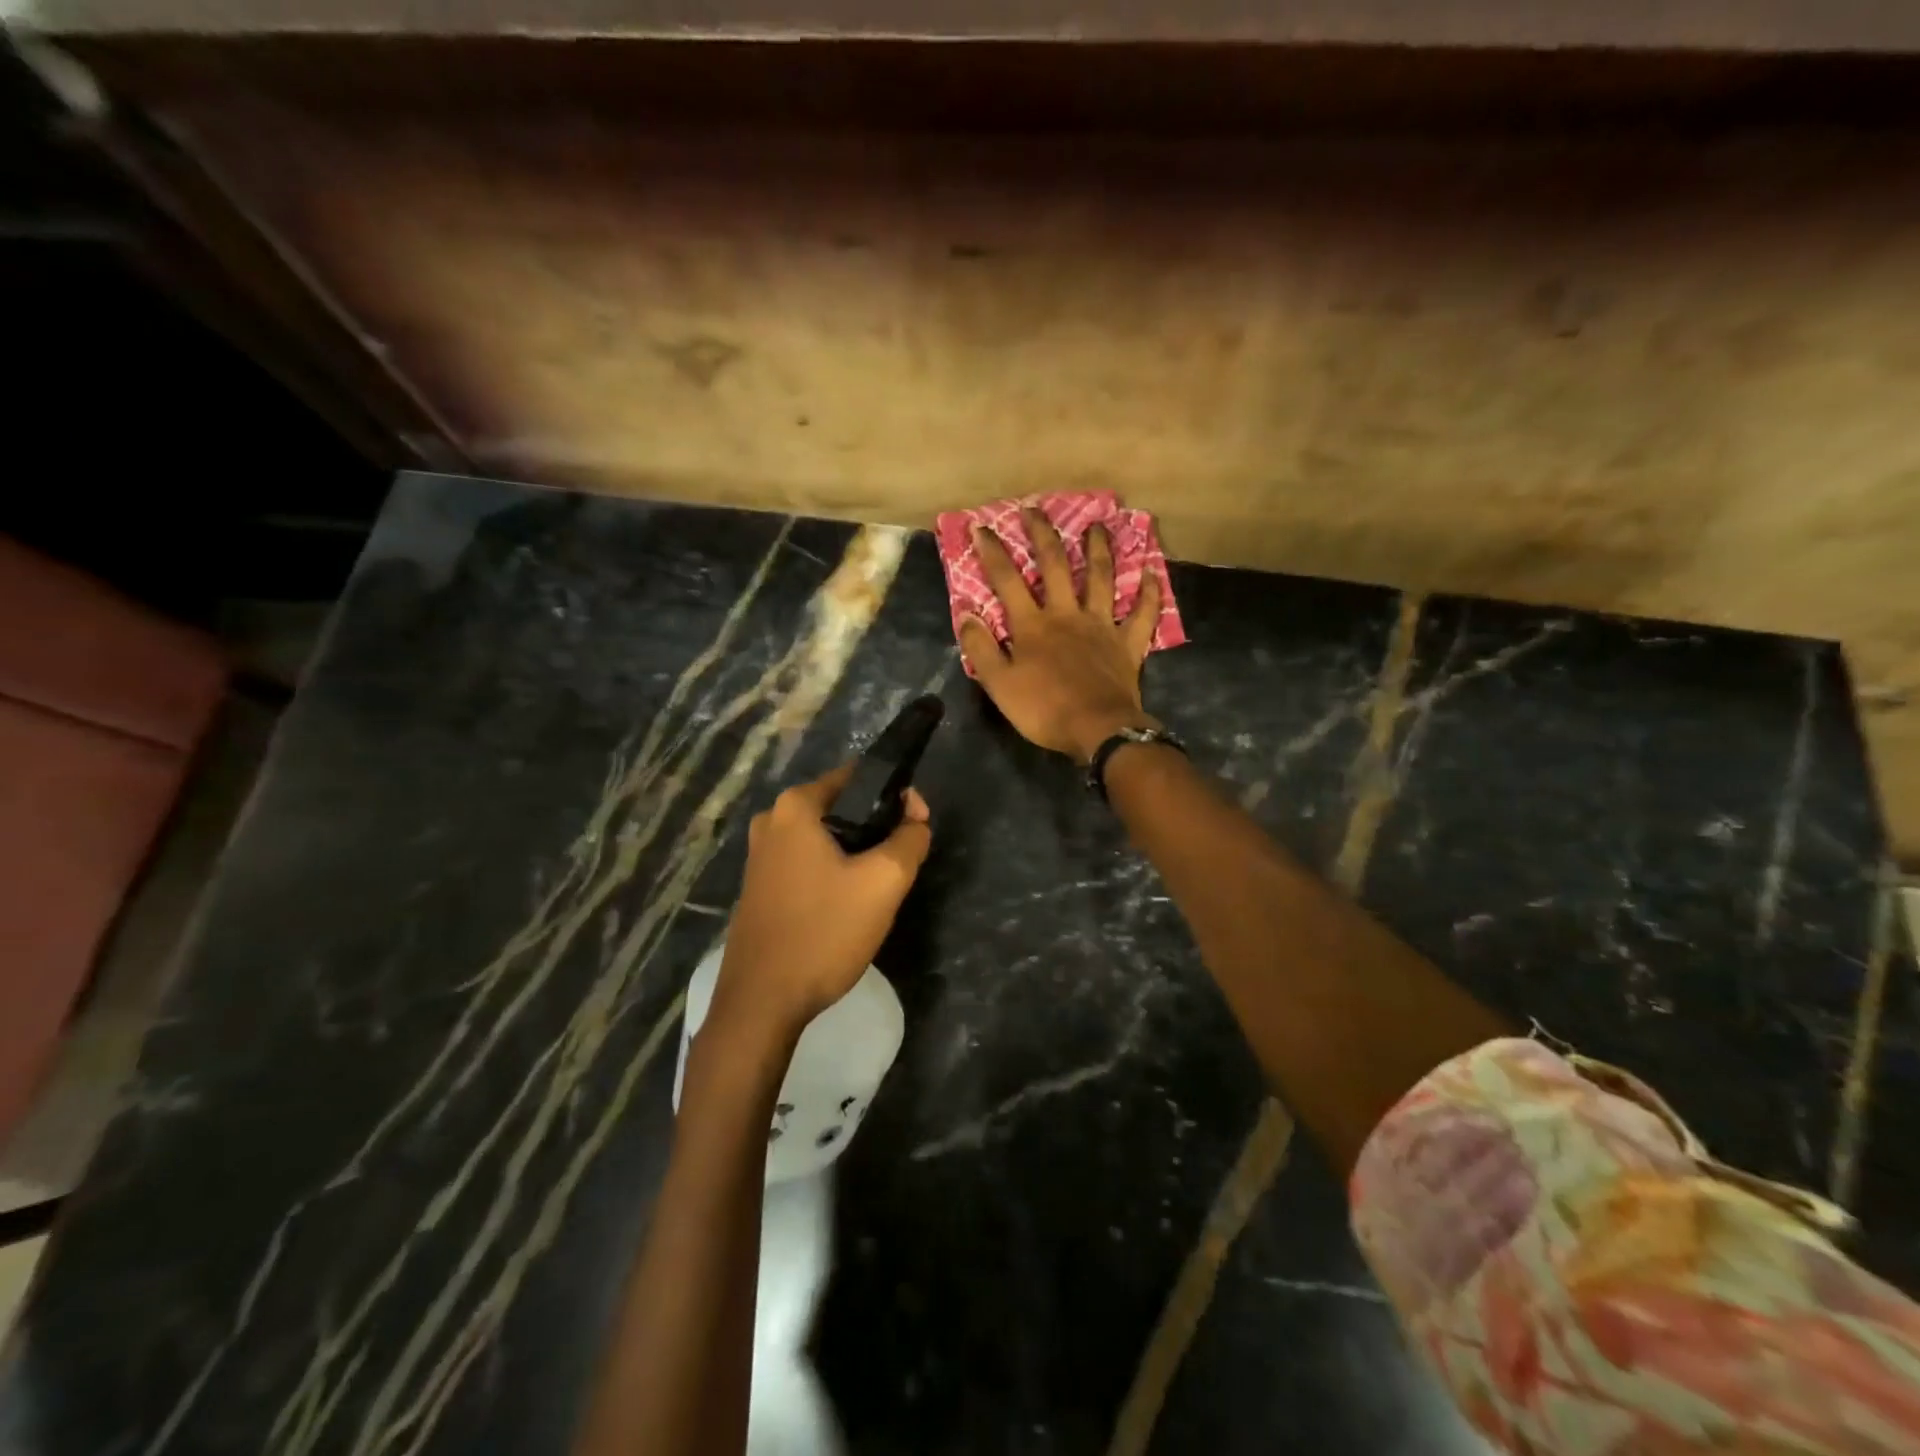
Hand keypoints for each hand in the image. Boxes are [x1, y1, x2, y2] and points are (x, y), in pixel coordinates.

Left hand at [713, 765, 932, 1034]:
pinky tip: (848, 906)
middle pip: (842, 808)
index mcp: (796, 806)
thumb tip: (916, 818)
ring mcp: (760, 856)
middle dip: (877, 828)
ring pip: (826, 840)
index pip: (859, 777)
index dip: (897, 796)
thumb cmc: (824, 931)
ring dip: (857, 854)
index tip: (918, 827)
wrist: (762, 1002)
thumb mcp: (883, 882)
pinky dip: (833, 874)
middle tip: (903, 861)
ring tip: (880, 887)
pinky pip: (808, 864)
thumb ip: (910, 839)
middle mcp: (772, 821)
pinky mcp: (760, 887)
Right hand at [959, 507, 1163, 761]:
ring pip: (1101, 579)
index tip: (982, 528)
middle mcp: (1067, 615)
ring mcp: (1101, 626)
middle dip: (1043, 535)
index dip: (993, 552)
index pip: (1008, 580)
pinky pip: (1143, 614)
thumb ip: (981, 648)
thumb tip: (966, 614)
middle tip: (1035, 509)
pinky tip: (1151, 572)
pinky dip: (1149, 593)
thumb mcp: (1000, 684)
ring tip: (1098, 525)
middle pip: (1055, 566)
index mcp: (1033, 626)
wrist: (1097, 730)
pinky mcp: (1128, 644)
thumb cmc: (1044, 710)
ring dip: (1099, 550)